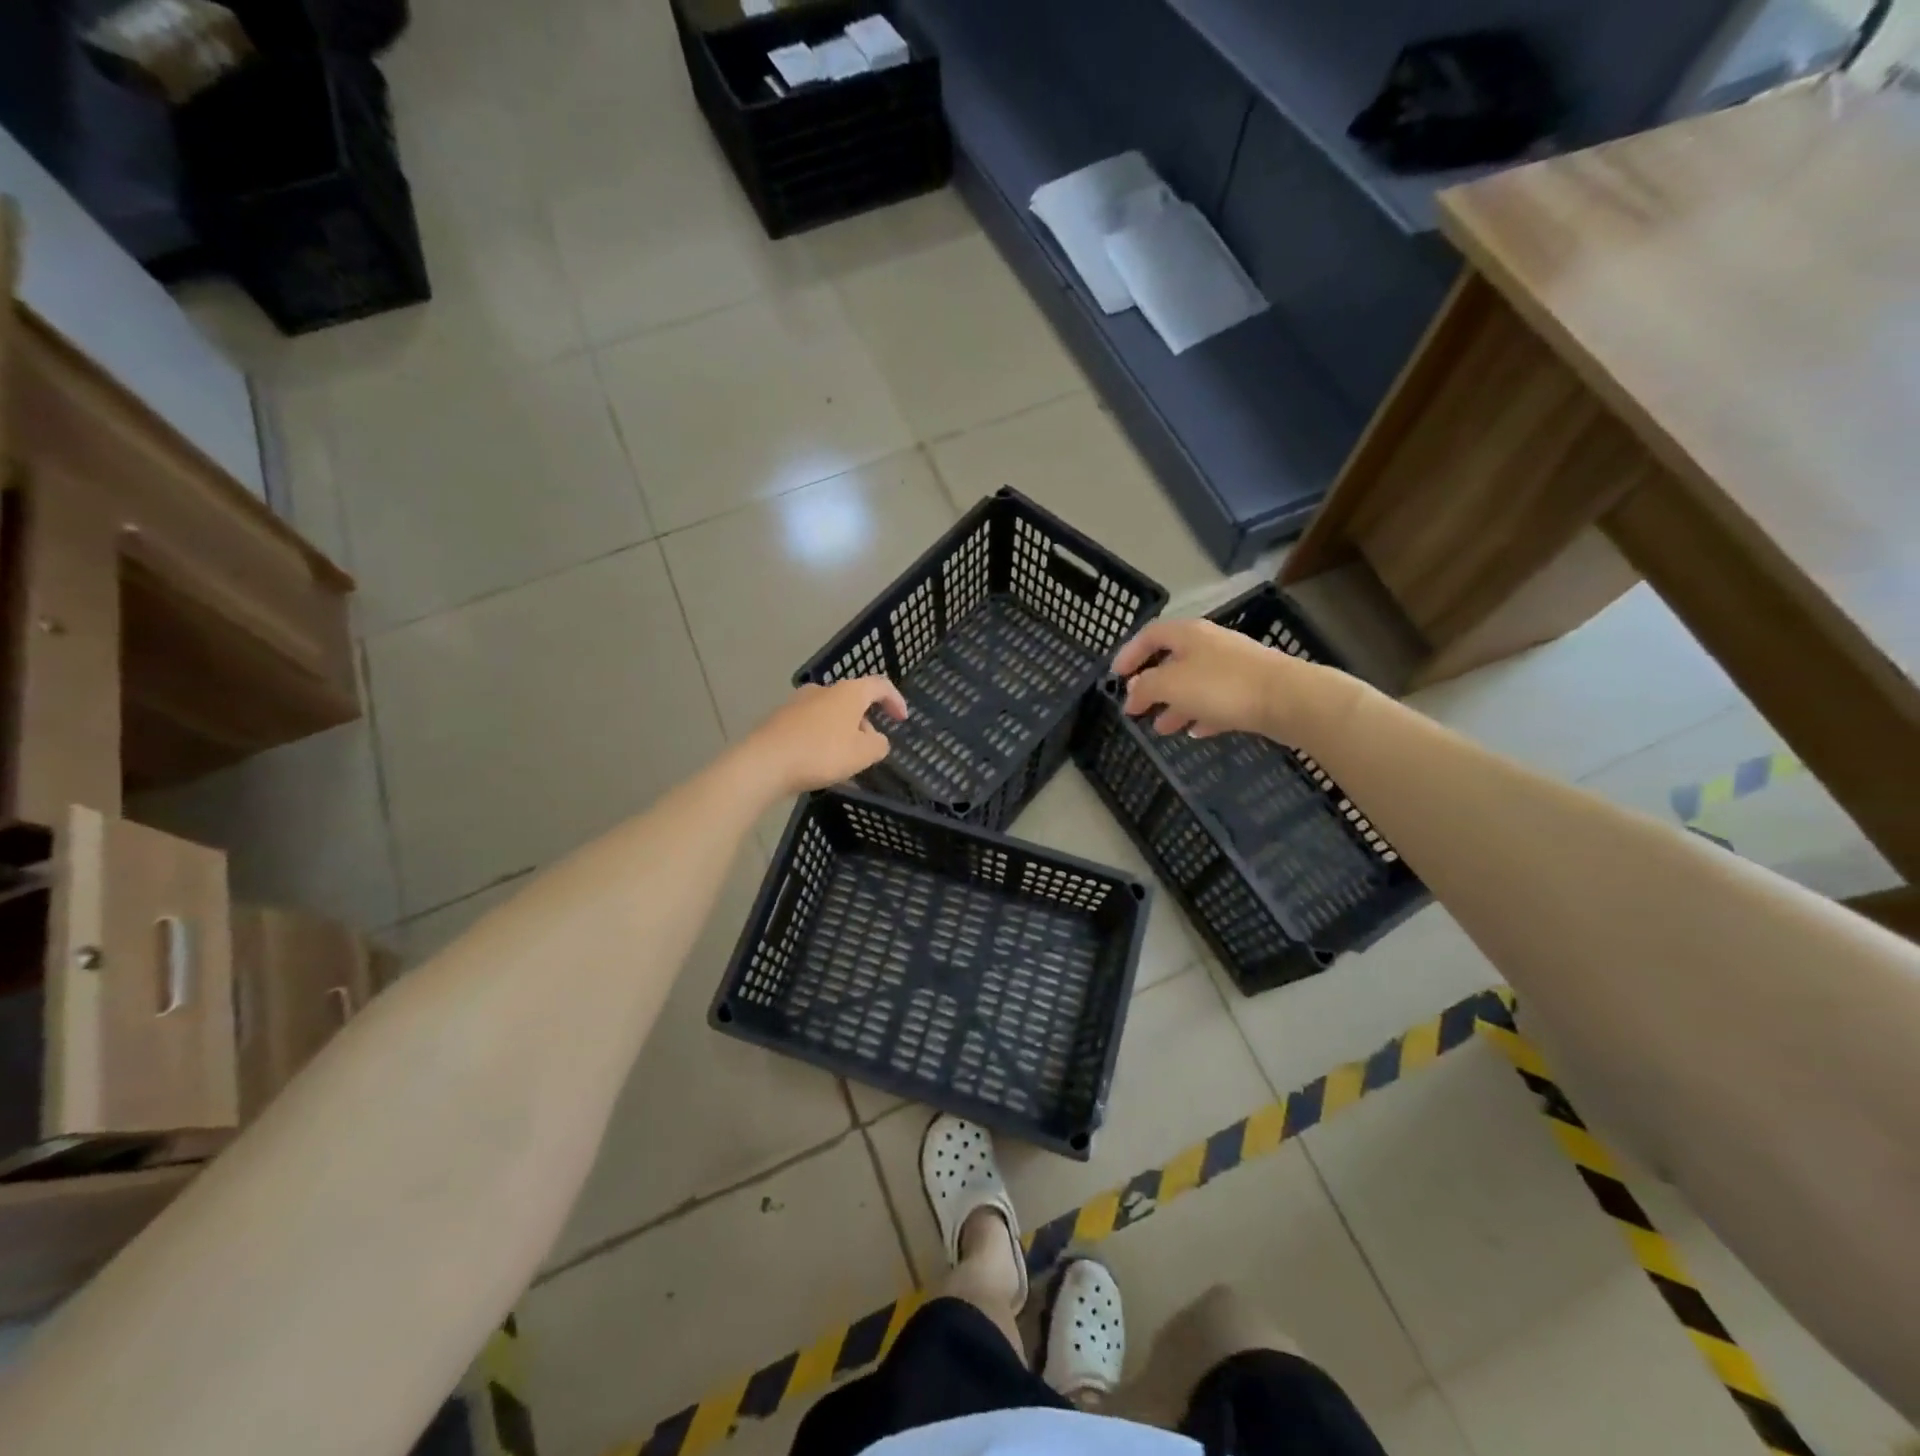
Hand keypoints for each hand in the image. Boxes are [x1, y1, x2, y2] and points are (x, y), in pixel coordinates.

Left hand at [743, 678, 908, 795]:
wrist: (764, 763)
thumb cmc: (821, 753)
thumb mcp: (863, 754)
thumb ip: (878, 745)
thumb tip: (876, 739)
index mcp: (848, 692)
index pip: (880, 686)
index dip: (895, 700)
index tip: (901, 719)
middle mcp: (823, 690)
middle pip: (852, 701)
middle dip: (864, 723)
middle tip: (869, 750)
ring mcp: (798, 703)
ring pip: (830, 715)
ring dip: (842, 734)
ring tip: (844, 762)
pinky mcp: (780, 719)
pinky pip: (810, 727)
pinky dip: (821, 740)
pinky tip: (819, 764)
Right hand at [1113, 618, 1345, 742]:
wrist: (1288, 699)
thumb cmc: (1222, 686)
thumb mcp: (1171, 684)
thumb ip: (1145, 687)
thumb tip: (1131, 690)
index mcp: (1188, 634)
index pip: (1149, 635)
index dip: (1129, 654)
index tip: (1115, 677)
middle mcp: (1209, 644)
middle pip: (1172, 661)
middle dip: (1151, 686)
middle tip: (1136, 709)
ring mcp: (1233, 666)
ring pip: (1194, 684)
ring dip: (1174, 705)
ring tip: (1161, 729)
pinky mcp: (1251, 689)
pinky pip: (1217, 700)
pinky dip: (1201, 714)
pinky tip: (1195, 732)